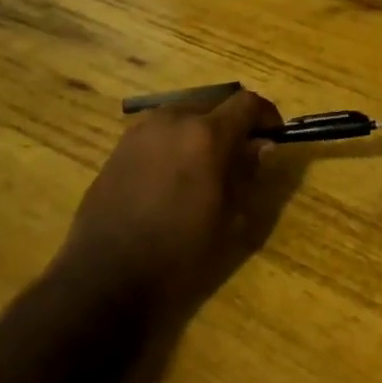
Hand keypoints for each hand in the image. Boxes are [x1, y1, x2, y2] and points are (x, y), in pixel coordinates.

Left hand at [56, 89, 283, 324]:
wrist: (106, 279)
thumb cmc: (179, 253)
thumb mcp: (228, 218)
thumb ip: (246, 173)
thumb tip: (261, 146)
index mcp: (206, 134)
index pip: (246, 103)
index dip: (266, 115)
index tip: (275, 135)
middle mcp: (172, 120)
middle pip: (213, 104)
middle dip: (232, 122)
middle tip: (242, 153)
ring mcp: (140, 132)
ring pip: (183, 116)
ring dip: (201, 131)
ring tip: (206, 166)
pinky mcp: (118, 149)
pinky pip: (157, 134)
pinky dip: (174, 143)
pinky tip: (173, 177)